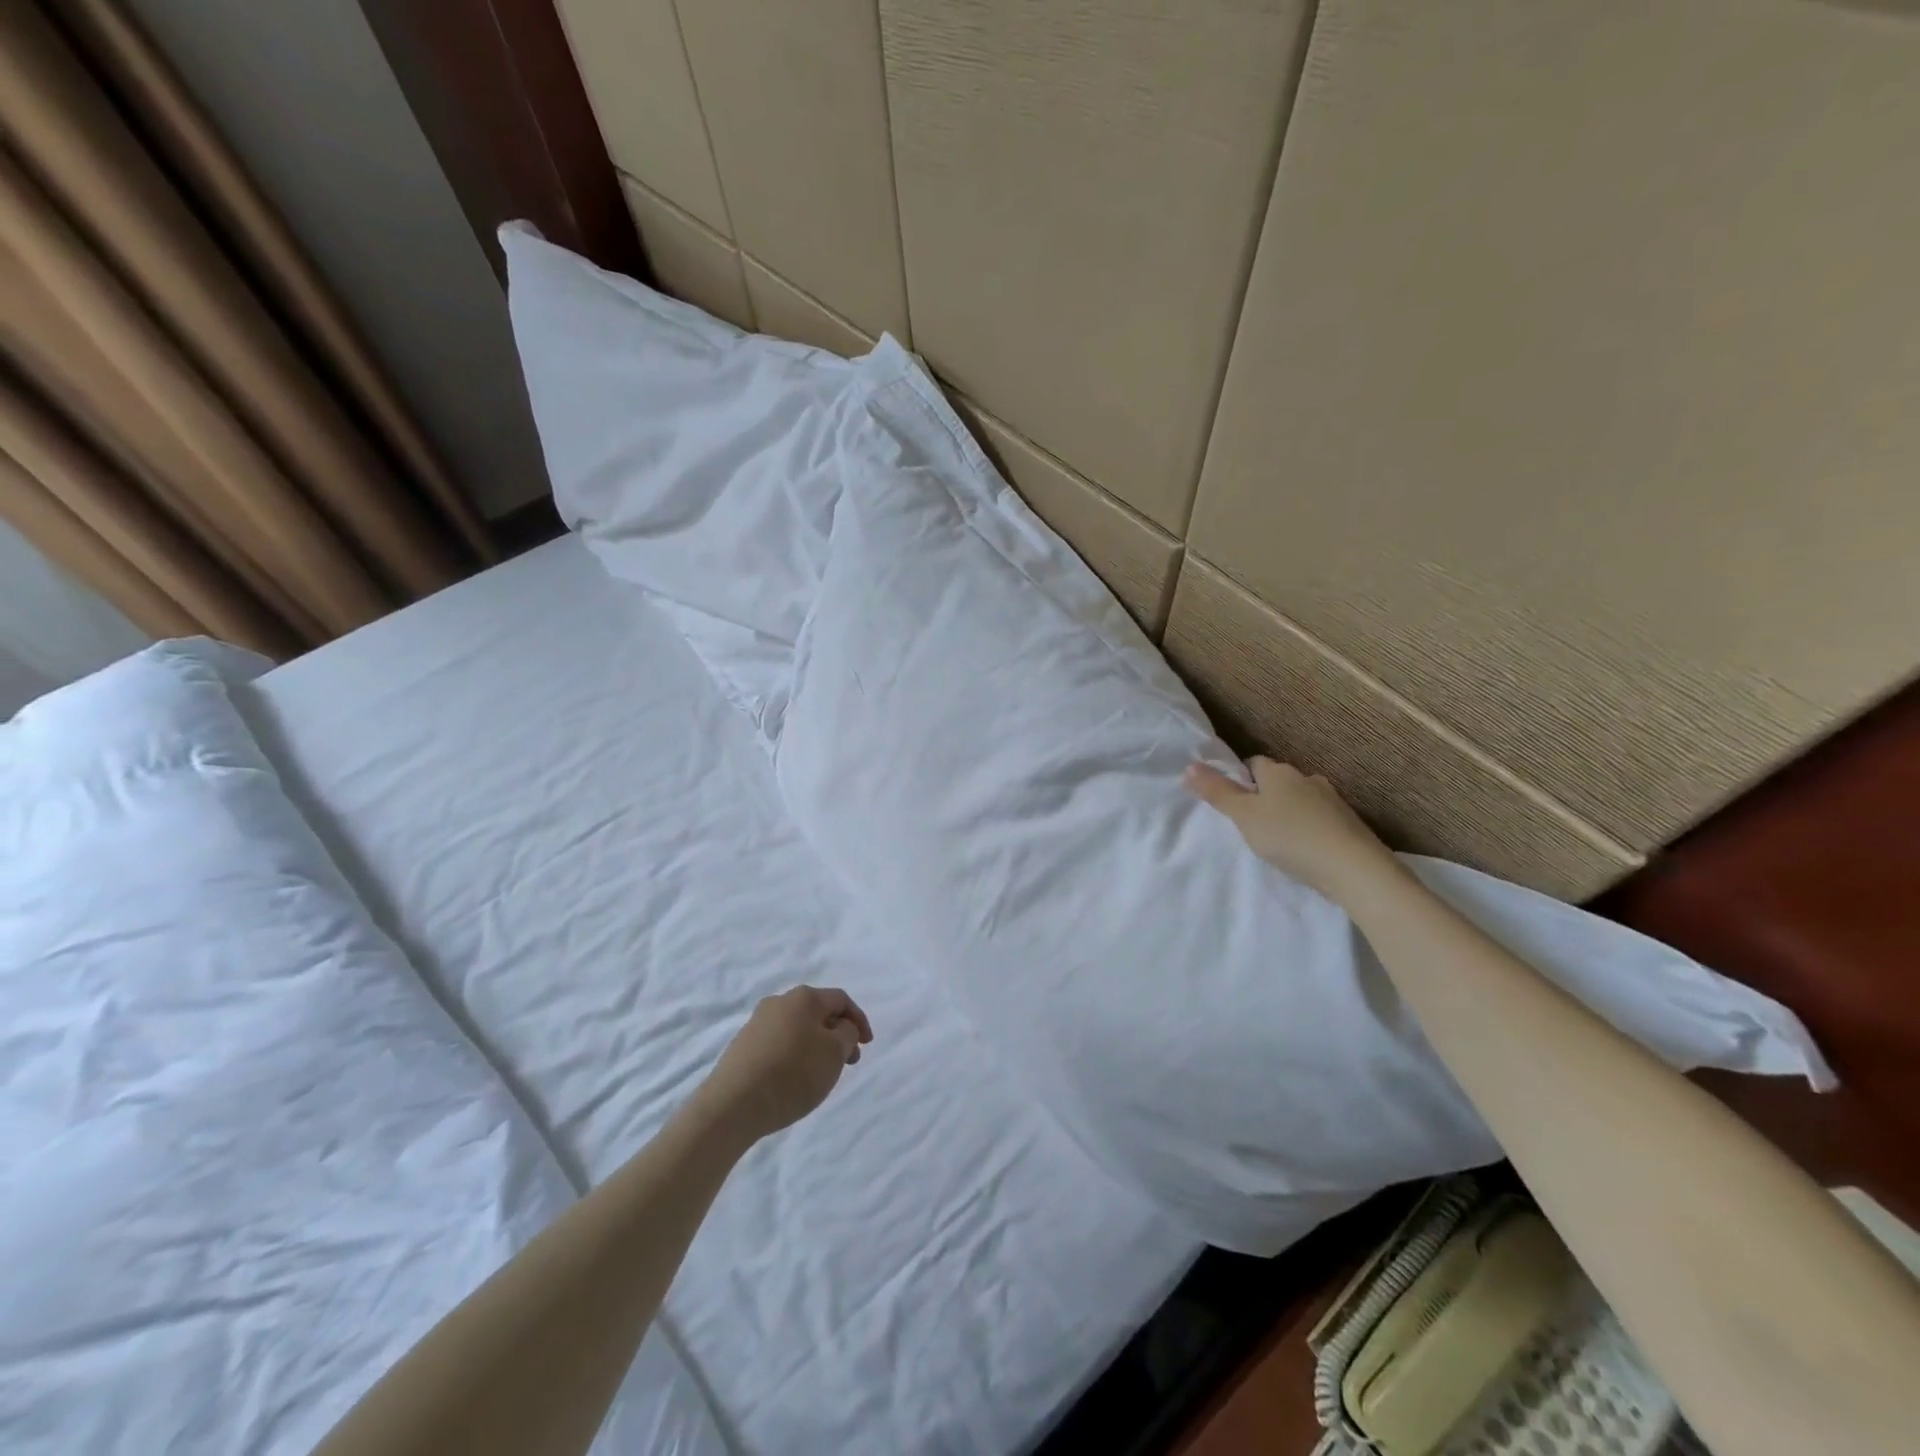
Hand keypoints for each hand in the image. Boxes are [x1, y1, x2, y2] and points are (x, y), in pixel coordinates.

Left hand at [697, 986, 873, 1143]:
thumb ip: (847, 1034)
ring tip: (822, 1073)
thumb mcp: (834, 1053)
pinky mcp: (742, 1047)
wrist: (732, 1105)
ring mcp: (756, 1023)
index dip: (859, 1020)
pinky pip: (779, 1043)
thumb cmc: (792, 1074)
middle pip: (818, 1013)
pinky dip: (795, 1055)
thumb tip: (840, 1027)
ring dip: (816, 1045)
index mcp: (804, 997)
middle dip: (837, 1034)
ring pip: (798, 1028)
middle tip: (849, 1061)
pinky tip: (794, 1079)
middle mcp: (779, 1002)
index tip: (868, 1045)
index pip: (841, 999)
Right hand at [1184, 756, 1398, 903]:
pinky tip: (1305, 849)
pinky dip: (1309, 828)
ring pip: (1301, 799)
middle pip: (1279, 781)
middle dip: (1266, 796)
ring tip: (1279, 838)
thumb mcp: (1244, 816)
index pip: (1254, 764)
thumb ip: (1217, 793)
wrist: (1352, 867)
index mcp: (1279, 772)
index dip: (1241, 779)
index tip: (1233, 801)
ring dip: (1290, 812)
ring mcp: (1333, 800)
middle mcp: (1307, 778)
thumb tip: (1190, 765)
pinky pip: (1320, 819)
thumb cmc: (1289, 836)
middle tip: (1251, 823)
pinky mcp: (1349, 823)